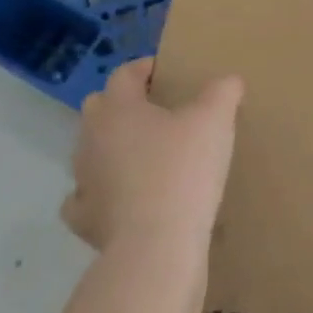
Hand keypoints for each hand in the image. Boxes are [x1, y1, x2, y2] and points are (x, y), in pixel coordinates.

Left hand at [62, 59, 243, 254]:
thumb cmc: (184, 170)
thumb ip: (222, 92)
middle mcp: (91, 137)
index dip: (146, 68)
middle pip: (99, 108)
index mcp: (119, 108)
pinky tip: (122, 198)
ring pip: (91, 151)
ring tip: (144, 156)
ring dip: (112, 148)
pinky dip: (102, 193)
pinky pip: (86, 197)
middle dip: (122, 104)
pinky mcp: (84, 218)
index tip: (166, 72)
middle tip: (155, 112)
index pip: (125, 74)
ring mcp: (83, 179)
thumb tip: (228, 80)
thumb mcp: (215, 121)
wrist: (156, 244)